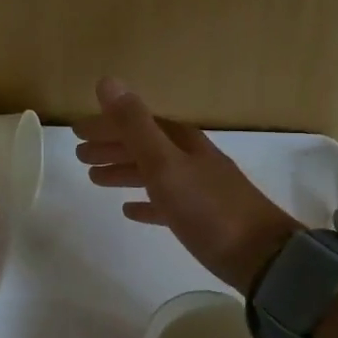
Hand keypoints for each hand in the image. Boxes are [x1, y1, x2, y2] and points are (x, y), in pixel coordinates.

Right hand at [72, 77, 301, 295]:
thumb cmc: (208, 207)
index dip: (107, 125)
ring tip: (95, 179)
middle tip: (79, 156)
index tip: (77, 131)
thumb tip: (107, 81)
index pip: (137, 124)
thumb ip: (134, 125)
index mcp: (182, 142)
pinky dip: (146, 202)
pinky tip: (130, 210)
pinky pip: (166, 203)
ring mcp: (199, 189)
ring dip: (124, 172)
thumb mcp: (165, 163)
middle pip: (145, 146)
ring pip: (153, 173)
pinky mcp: (203, 219)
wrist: (261, 256)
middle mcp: (191, 159)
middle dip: (112, 147)